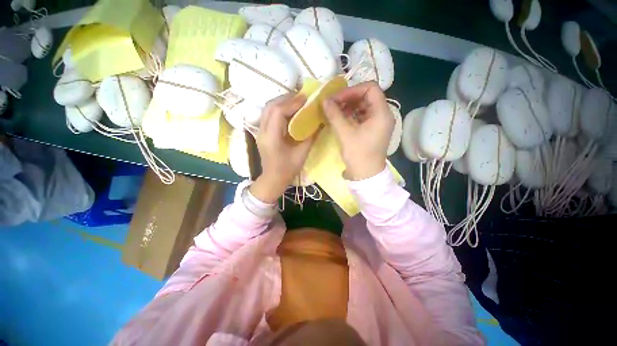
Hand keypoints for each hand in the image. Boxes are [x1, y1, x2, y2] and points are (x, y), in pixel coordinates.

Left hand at [249, 94, 316, 203]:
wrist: (273, 179)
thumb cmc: (288, 169)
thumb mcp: (302, 154)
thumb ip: (311, 136)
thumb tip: (320, 122)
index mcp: (272, 138)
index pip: (278, 112)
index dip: (292, 103)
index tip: (305, 99)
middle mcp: (262, 132)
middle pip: (270, 106)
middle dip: (286, 98)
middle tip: (302, 98)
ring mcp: (260, 131)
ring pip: (268, 109)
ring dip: (281, 102)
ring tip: (296, 102)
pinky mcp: (262, 132)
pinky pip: (268, 114)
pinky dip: (278, 108)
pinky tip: (289, 111)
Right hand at [322, 81, 393, 180]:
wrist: (365, 175)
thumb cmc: (358, 154)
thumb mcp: (345, 134)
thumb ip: (334, 114)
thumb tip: (324, 100)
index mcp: (382, 113)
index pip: (370, 88)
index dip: (352, 90)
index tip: (337, 98)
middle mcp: (383, 115)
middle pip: (367, 96)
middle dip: (348, 98)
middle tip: (333, 104)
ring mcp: (378, 122)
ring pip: (363, 106)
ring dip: (348, 106)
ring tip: (334, 111)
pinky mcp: (372, 129)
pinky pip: (361, 115)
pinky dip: (350, 114)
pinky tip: (339, 118)